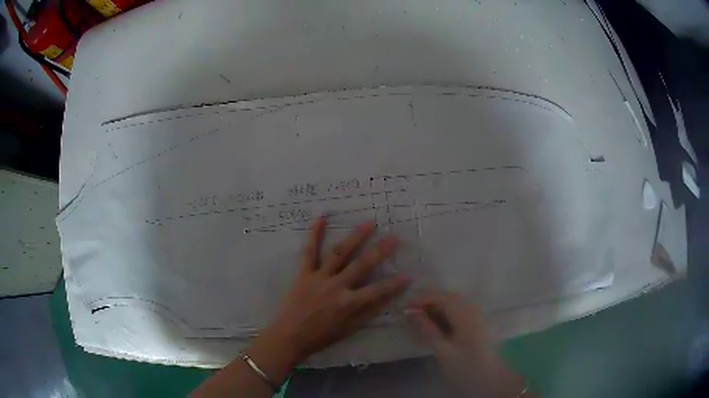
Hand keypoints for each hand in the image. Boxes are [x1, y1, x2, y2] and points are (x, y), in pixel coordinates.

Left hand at [246, 217, 411, 381]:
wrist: (289, 336)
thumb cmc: (320, 336)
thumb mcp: (348, 330)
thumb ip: (367, 314)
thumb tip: (386, 300)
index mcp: (348, 303)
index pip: (377, 291)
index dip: (394, 284)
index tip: (408, 275)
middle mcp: (336, 286)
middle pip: (362, 265)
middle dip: (381, 251)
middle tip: (394, 237)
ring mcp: (319, 277)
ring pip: (339, 253)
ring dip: (355, 237)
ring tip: (369, 223)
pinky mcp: (304, 273)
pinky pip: (309, 251)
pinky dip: (314, 234)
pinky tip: (321, 217)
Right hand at [407, 292, 529, 397]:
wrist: (489, 380)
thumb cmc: (466, 367)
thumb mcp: (444, 352)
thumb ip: (428, 331)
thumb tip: (411, 313)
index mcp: (465, 315)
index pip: (441, 297)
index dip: (421, 299)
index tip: (403, 307)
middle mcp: (471, 309)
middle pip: (447, 296)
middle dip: (427, 300)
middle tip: (408, 310)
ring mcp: (474, 315)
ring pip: (451, 302)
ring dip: (434, 306)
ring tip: (418, 316)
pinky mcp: (474, 323)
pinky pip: (455, 310)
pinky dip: (442, 313)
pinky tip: (433, 323)